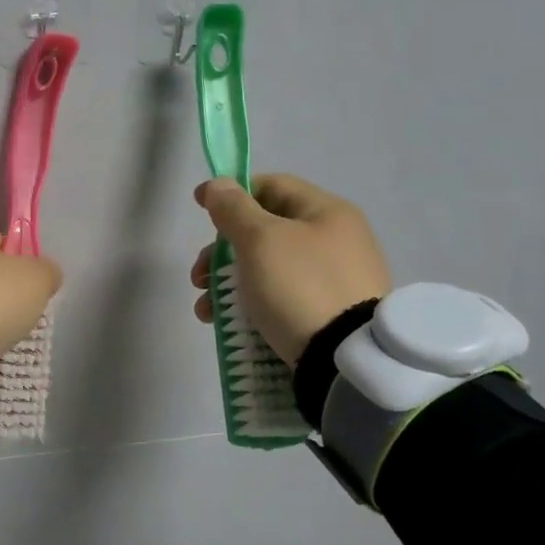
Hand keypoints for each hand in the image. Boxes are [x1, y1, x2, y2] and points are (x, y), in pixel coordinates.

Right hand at [190, 175, 390, 364]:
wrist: (346, 359)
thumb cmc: (299, 286)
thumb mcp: (260, 240)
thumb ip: (233, 209)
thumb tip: (216, 185)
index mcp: (327, 212)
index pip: (272, 186)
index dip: (232, 192)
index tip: (199, 208)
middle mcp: (336, 240)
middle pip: (265, 231)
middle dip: (222, 251)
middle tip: (198, 274)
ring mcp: (335, 279)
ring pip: (268, 268)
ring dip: (228, 283)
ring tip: (206, 309)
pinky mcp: (329, 313)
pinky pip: (281, 298)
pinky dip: (250, 305)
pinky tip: (227, 324)